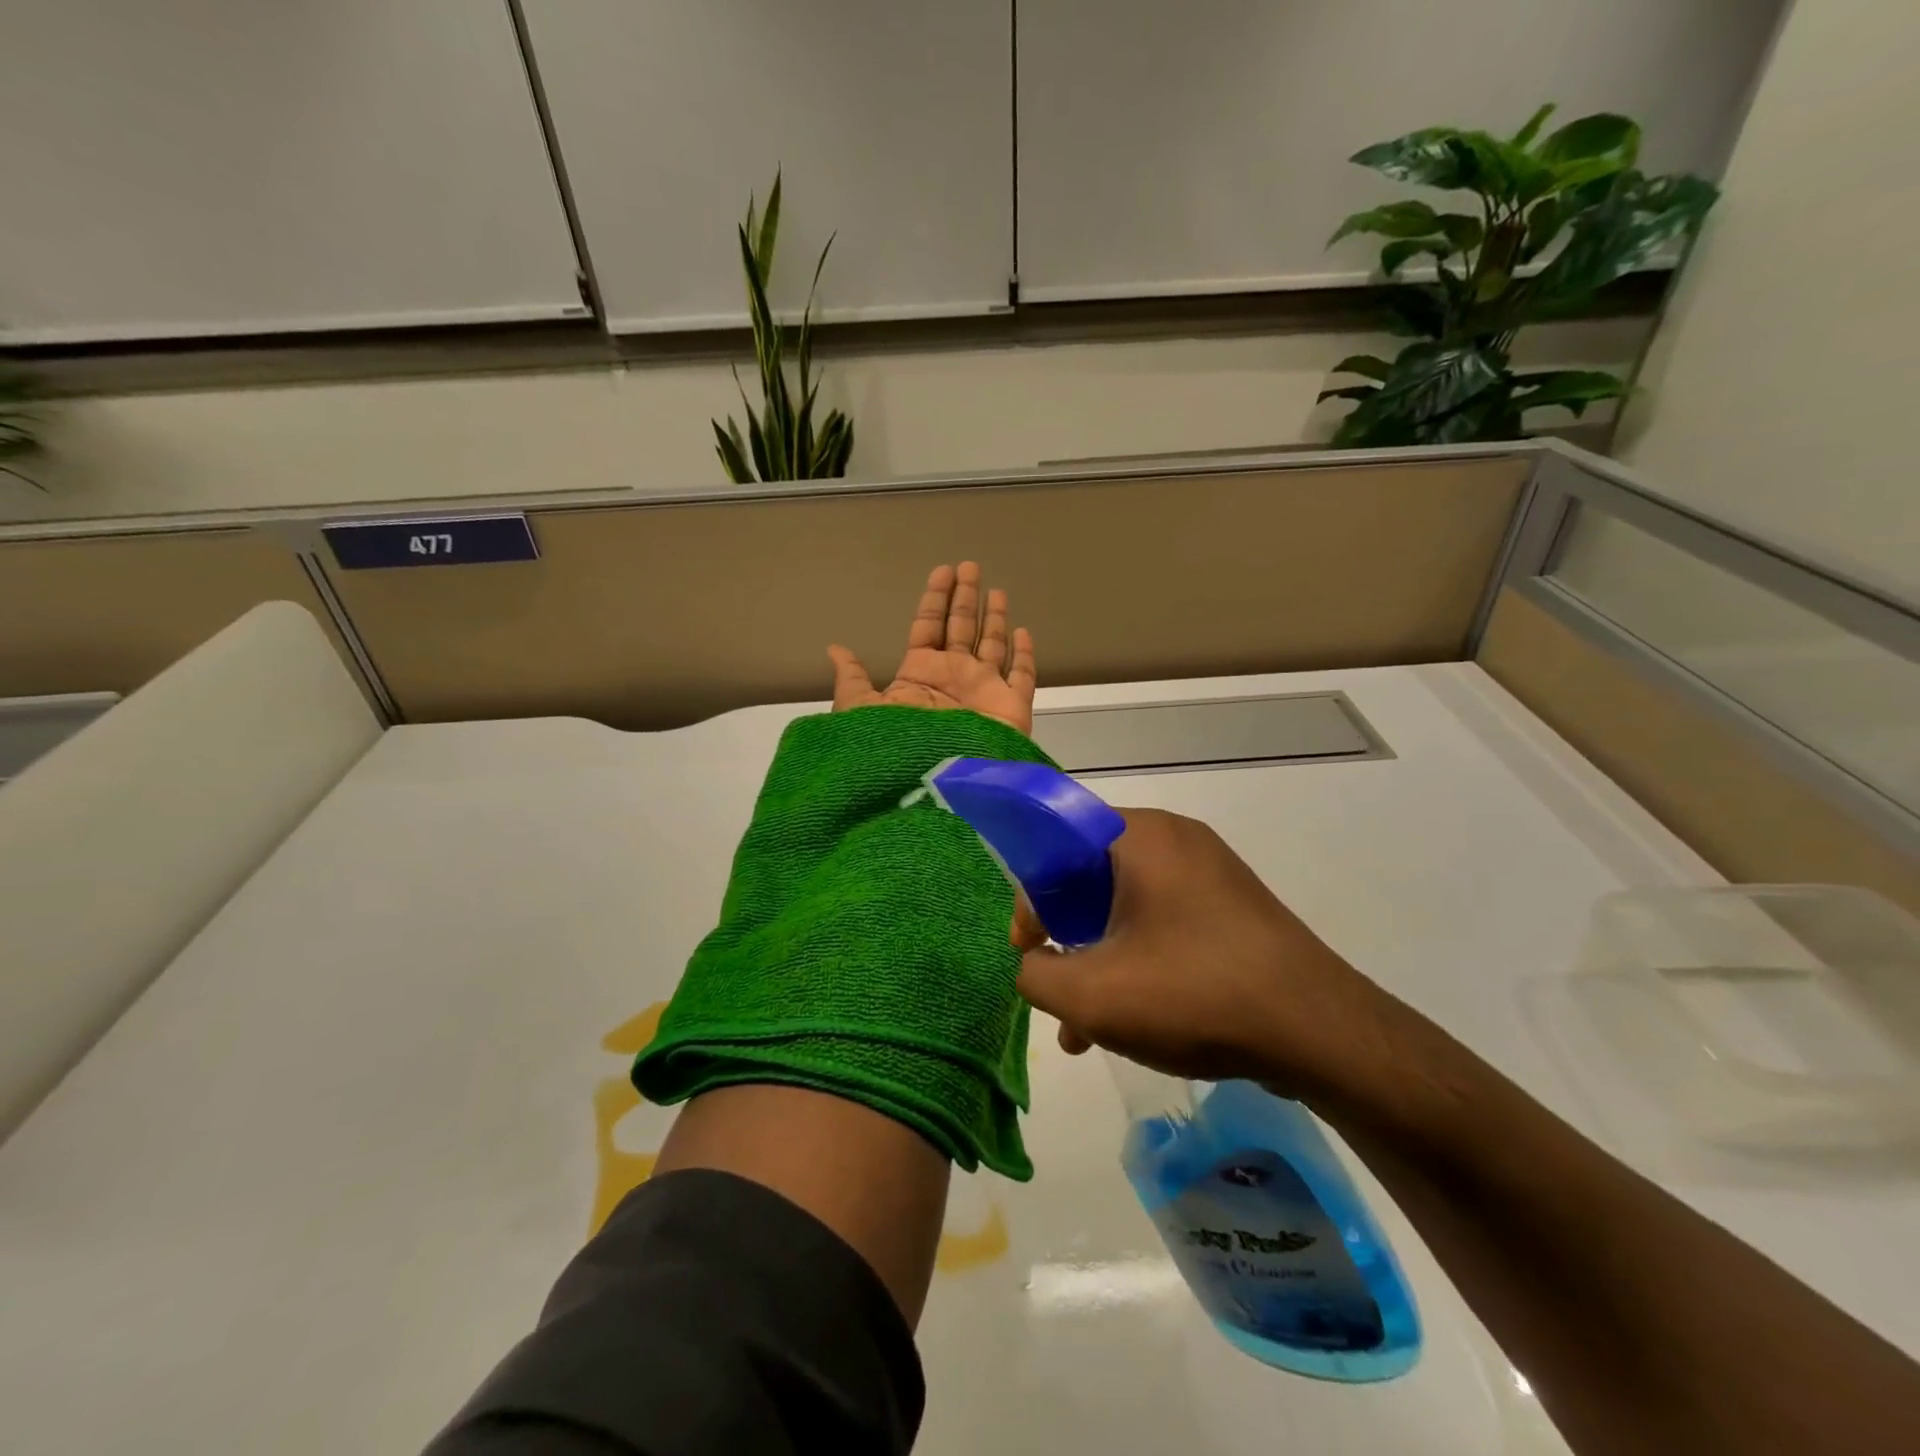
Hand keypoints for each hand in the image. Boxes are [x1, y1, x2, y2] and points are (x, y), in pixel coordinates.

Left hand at [829, 562, 1037, 735]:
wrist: (934, 783)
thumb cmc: (896, 743)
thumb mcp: (861, 711)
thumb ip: (854, 680)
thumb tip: (835, 649)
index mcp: (919, 675)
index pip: (928, 626)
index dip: (934, 599)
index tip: (942, 571)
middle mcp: (953, 678)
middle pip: (961, 628)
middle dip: (965, 598)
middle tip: (970, 566)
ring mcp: (984, 691)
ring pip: (991, 646)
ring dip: (993, 618)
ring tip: (996, 590)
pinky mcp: (1011, 707)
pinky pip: (1021, 676)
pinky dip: (1024, 655)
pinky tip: (1022, 632)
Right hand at [1012, 808, 1403, 1099]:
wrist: (1321, 1032)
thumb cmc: (1195, 994)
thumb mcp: (1092, 996)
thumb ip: (1035, 975)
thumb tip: (1032, 963)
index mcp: (1139, 835)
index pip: (1056, 839)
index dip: (1029, 894)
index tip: (1028, 947)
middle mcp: (1175, 840)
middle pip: (1089, 875)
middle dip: (1062, 935)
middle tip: (1054, 982)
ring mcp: (1209, 873)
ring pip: (1126, 906)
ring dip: (1097, 959)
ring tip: (1083, 1028)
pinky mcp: (1231, 908)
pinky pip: (1163, 922)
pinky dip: (1136, 961)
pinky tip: (1128, 1024)